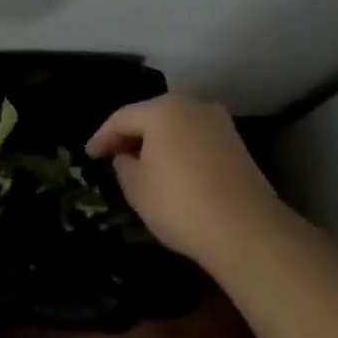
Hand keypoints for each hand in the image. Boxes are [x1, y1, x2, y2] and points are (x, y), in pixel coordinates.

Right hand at [86, 95, 288, 264]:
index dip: (102, 137)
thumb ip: (123, 164)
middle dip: (131, 135)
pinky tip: (170, 171)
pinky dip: (178, 151)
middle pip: (151, 116)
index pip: (122, 118)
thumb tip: (128, 156)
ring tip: (140, 164)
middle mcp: (193, 107)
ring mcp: (219, 125)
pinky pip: (195, 140)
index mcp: (163, 110)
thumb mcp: (135, 186)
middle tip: (112, 156)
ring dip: (156, 142)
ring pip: (176, 127)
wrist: (246, 231)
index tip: (90, 155)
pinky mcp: (237, 146)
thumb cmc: (179, 203)